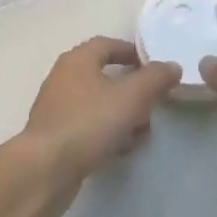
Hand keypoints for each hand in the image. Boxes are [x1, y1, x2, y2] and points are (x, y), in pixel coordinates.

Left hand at [19, 37, 180, 216]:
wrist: (44, 171)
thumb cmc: (88, 123)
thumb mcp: (131, 96)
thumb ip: (155, 78)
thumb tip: (172, 66)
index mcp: (78, 61)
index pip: (108, 44)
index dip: (133, 52)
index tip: (156, 67)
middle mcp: (65, 79)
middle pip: (106, 77)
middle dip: (134, 92)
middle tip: (153, 106)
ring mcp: (58, 110)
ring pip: (100, 105)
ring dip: (124, 116)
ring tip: (141, 134)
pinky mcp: (57, 138)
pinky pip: (89, 128)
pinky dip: (108, 134)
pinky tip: (121, 151)